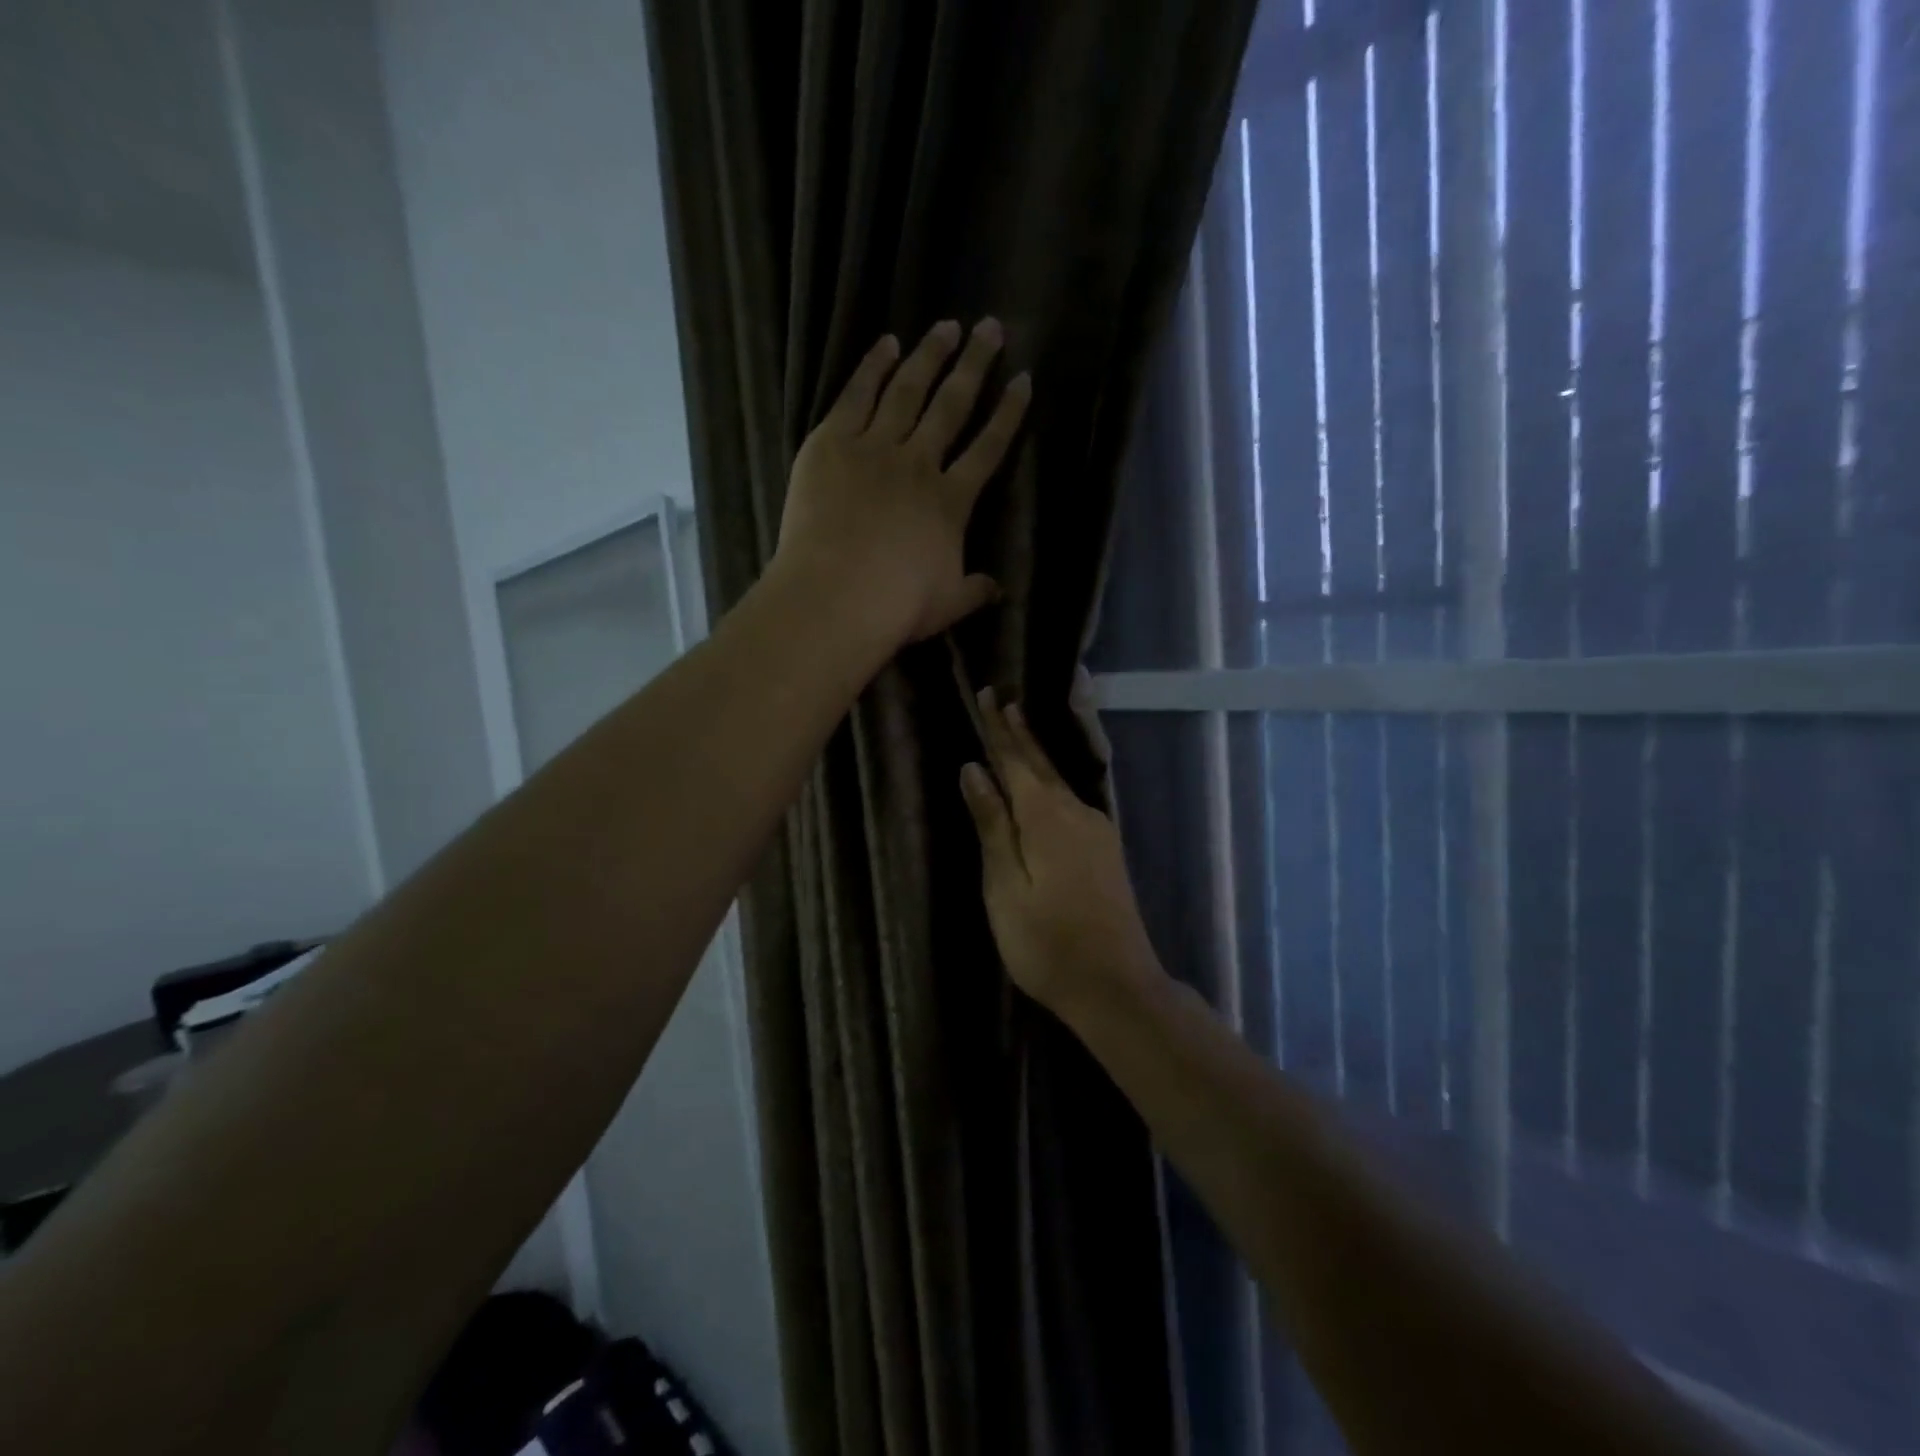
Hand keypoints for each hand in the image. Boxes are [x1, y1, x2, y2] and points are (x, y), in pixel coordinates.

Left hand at [773, 319, 1031, 647]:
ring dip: (929, 356)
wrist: (837, 597)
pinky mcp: (831, 444)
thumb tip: (998, 590)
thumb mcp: (948, 604)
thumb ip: (975, 590)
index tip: (1022, 381)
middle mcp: (919, 463)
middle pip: (952, 405)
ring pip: (907, 391)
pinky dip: (872, 367)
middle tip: (990, 328)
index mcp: (951, 501)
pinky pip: (856, 396)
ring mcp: (874, 448)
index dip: (1008, 414)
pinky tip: (886, 343)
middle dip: (974, 365)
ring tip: (946, 326)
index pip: (988, 449)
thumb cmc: (897, 606)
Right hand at [959, 689, 1162, 1014]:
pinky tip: (1046, 780)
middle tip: (1001, 699)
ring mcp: (1096, 830)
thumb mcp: (1006, 886)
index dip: (999, 729)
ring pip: (1057, 780)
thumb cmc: (1047, 943)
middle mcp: (1076, 812)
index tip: (987, 694)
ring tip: (1017, 727)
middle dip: (1018, 732)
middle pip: (1040, 765)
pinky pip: (1070, 799)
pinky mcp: (1104, 849)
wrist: (1117, 985)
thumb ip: (992, 825)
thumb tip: (974, 770)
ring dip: (1034, 754)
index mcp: (1046, 817)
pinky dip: (1050, 780)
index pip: (1015, 760)